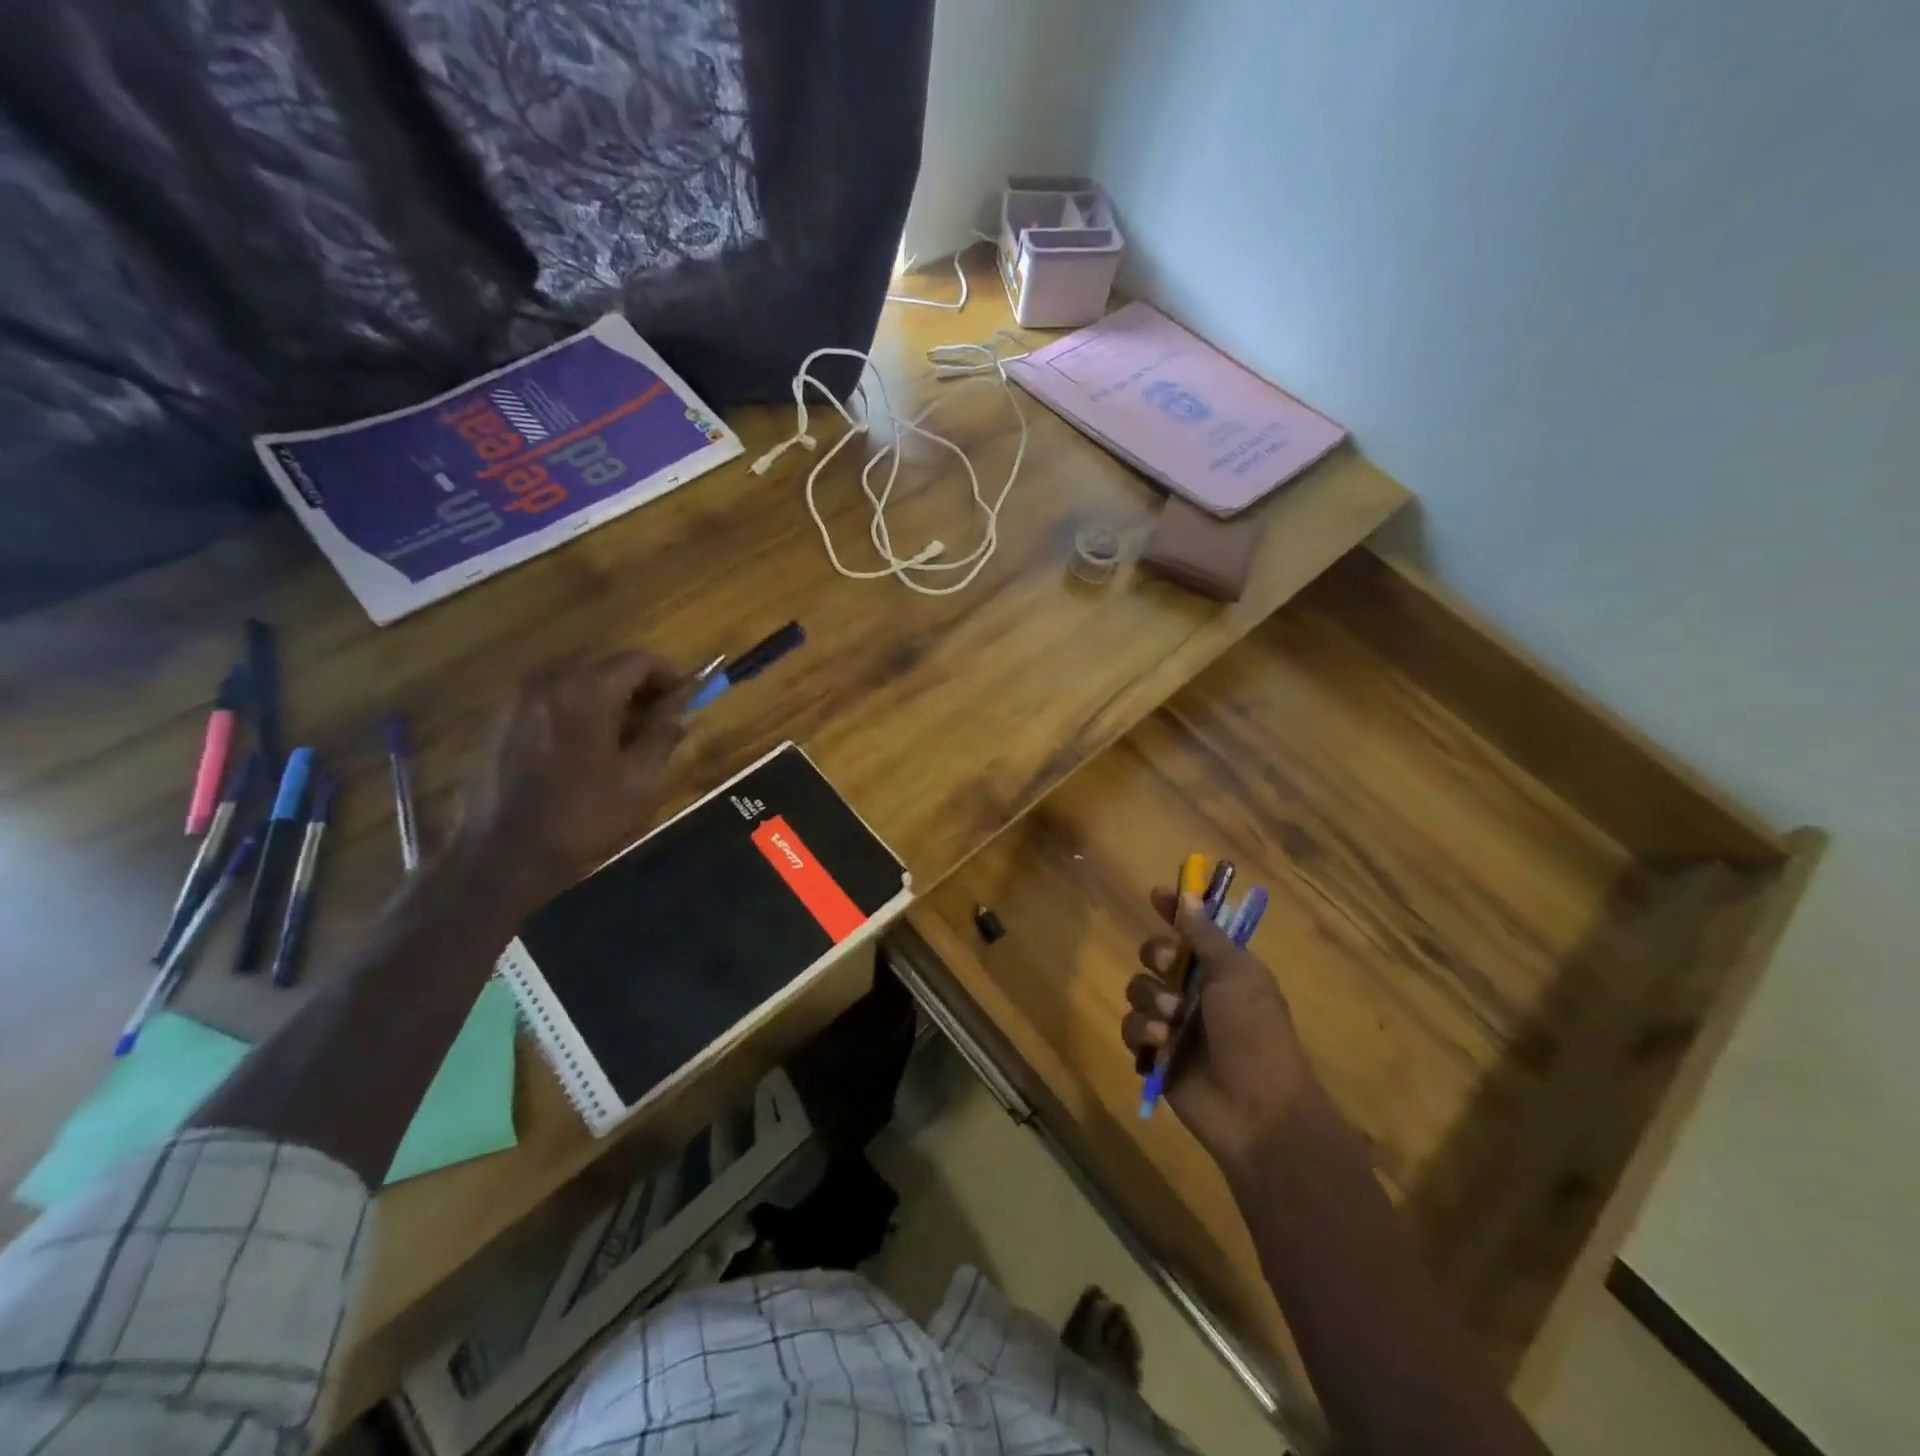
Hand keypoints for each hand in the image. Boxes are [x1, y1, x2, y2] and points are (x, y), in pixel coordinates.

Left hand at [456, 651, 690, 913]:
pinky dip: (571, 698)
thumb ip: (663, 738)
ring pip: (570, 670)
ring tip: (621, 720)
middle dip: (635, 676)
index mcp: (589, 691)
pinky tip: (582, 734)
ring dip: (601, 684)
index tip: (686, 693)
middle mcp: (550, 681)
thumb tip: (683, 715)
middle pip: (602, 658)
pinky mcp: (499, 718)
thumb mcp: (638, 781)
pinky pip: (545, 690)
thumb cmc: (582, 816)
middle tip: (657, 707)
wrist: (504, 853)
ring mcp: (518, 698)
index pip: (638, 660)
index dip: (668, 672)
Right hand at [1123, 887, 1314, 1171]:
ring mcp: (1174, 1023)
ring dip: (1152, 1000)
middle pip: (1155, 953)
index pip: (1192, 928)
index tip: (1157, 894)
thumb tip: (1189, 895)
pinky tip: (1159, 1043)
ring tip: (1172, 1021)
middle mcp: (1196, 990)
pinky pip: (1130, 1027)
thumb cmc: (1256, 1034)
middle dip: (1158, 957)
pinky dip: (1142, 1031)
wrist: (1257, 1112)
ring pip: (1139, 989)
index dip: (1175, 910)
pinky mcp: (1156, 1053)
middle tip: (1171, 968)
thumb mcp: (1238, 976)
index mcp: (1222, 969)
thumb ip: (1206, 936)